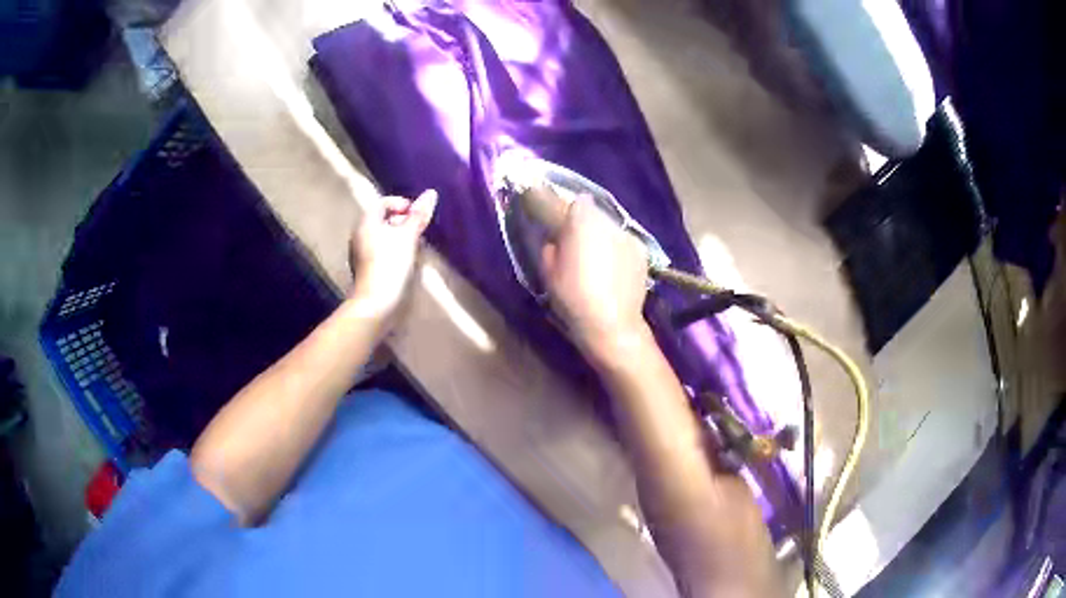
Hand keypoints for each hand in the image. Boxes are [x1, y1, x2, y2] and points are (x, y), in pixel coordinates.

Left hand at [349, 190, 437, 323]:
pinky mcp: (366, 270)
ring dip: (400, 238)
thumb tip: (431, 193)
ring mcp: (361, 254)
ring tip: (416, 246)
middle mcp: (360, 235)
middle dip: (403, 222)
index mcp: (366, 223)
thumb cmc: (391, 263)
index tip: (418, 215)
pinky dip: (395, 252)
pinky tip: (407, 262)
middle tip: (420, 230)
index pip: (383, 203)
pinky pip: (382, 252)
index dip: (402, 204)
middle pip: (383, 220)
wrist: (376, 303)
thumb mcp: (408, 236)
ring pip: (383, 237)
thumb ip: (419, 215)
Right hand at [541, 197, 649, 358]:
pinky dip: (618, 251)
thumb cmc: (573, 297)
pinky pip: (625, 244)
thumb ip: (551, 246)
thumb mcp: (548, 271)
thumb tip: (557, 240)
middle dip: (585, 224)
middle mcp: (609, 222)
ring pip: (611, 229)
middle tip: (576, 245)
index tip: (560, 225)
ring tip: (596, 261)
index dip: (567, 211)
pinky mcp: (642, 253)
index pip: (576, 201)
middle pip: (595, 214)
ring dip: (602, 237)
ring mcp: (629, 237)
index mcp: (583, 222)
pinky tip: (613, 271)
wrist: (612, 324)